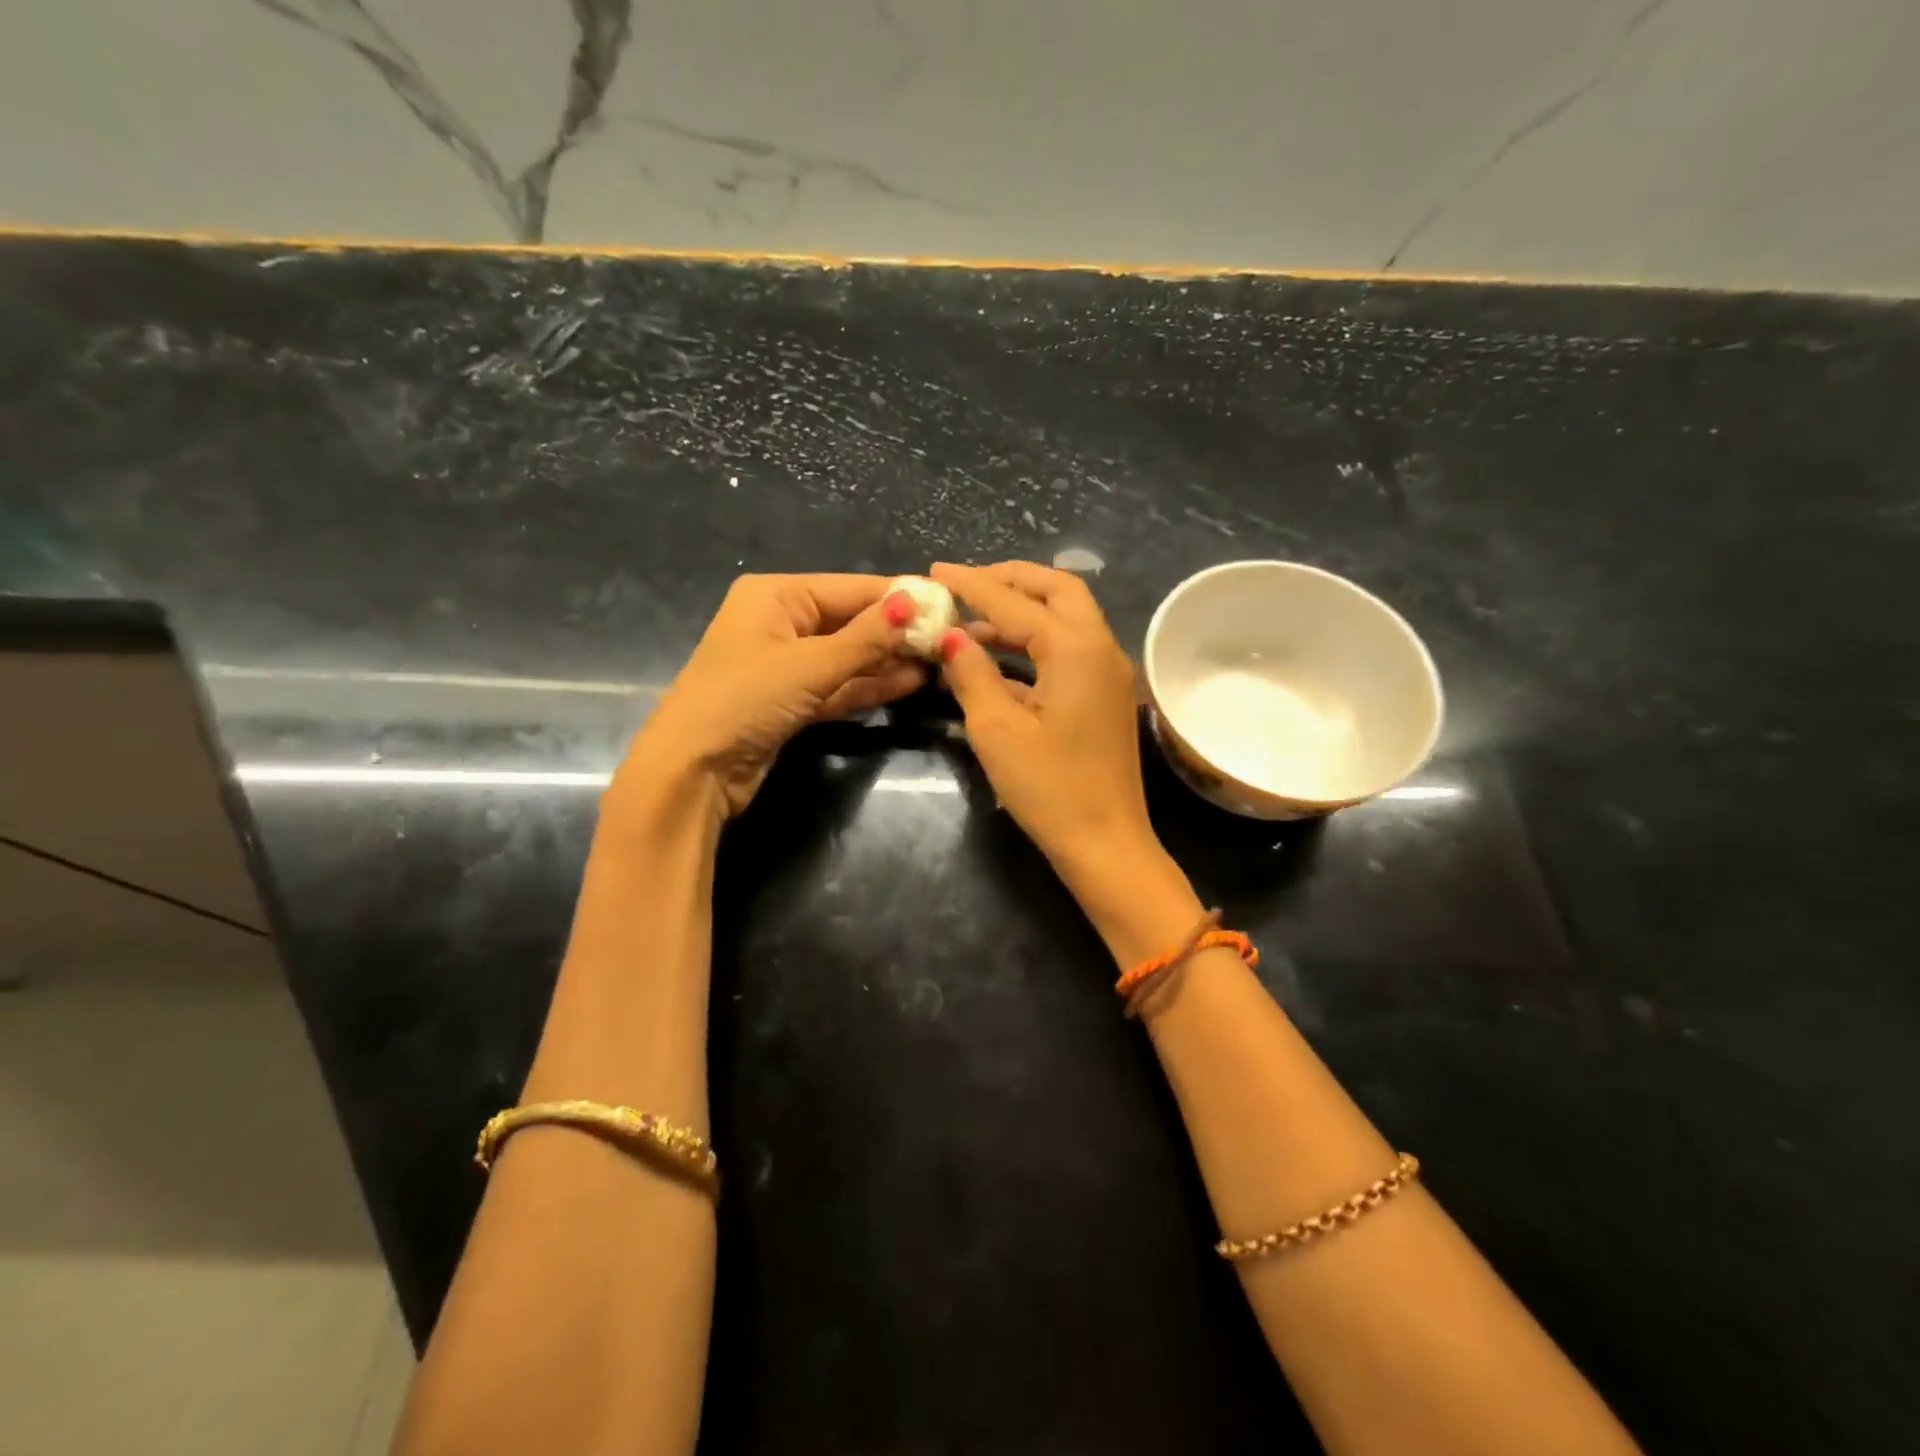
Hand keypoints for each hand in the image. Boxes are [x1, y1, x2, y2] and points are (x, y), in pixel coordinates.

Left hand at [623, 574, 921, 818]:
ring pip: (849, 656)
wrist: (694, 771)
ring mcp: (787, 664)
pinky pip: (840, 685)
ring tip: (940, 662)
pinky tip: (911, 683)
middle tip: (951, 638)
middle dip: (898, 631)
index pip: (852, 588)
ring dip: (889, 660)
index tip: (948, 604)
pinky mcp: (793, 701)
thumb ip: (867, 637)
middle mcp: (782, 622)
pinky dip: (871, 685)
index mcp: (777, 595)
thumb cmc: (745, 699)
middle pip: (852, 620)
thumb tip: (915, 601)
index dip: (899, 597)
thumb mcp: (810, 664)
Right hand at [931, 561, 1168, 897]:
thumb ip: (971, 674)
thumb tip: (951, 636)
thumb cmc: (1049, 788)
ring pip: (1067, 618)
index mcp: (1075, 648)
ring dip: (1022, 612)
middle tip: (966, 585)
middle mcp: (1101, 647)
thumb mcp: (996, 730)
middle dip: (1010, 581)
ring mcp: (1109, 672)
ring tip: (971, 623)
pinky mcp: (1106, 695)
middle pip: (1058, 590)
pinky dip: (1035, 644)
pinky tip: (997, 660)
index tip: (935, 571)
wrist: (1106, 843)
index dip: (972, 584)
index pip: (1015, 601)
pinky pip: (1069, 650)